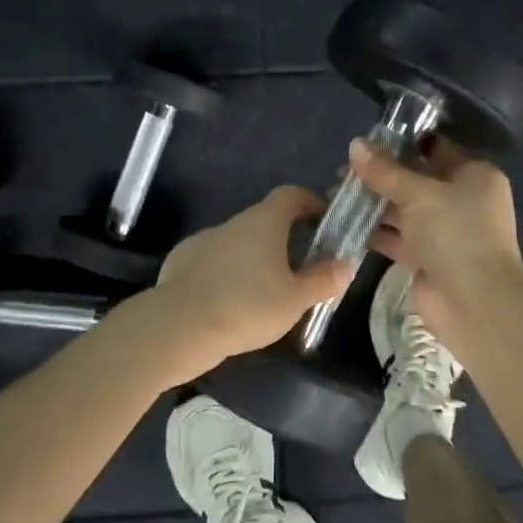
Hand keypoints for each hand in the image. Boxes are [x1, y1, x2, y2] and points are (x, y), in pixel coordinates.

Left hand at [146, 186, 353, 377]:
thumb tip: (345, 263)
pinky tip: (230, 303)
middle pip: (266, 220)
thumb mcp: (295, 300)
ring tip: (265, 294)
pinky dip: (227, 274)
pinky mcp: (182, 262)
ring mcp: (204, 240)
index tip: (325, 223)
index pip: (292, 194)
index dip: (311, 203)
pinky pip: (214, 261)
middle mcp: (234, 222)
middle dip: (286, 239)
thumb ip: (323, 280)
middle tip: (301, 270)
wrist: (177, 327)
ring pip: (239, 242)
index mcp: (264, 221)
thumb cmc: (246, 307)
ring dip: (255, 259)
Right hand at [350, 137, 522, 331]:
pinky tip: (344, 223)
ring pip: (404, 209)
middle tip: (343, 171)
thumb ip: (385, 171)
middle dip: (381, 175)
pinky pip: (398, 238)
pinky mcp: (428, 259)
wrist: (474, 303)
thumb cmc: (455, 234)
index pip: (436, 148)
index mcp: (474, 175)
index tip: (366, 141)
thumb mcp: (418, 194)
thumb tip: (355, 144)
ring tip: (335, 194)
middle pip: (416, 180)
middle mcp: (462, 200)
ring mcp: (445, 232)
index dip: (402, 142)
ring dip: (373, 203)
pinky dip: (375, 231)